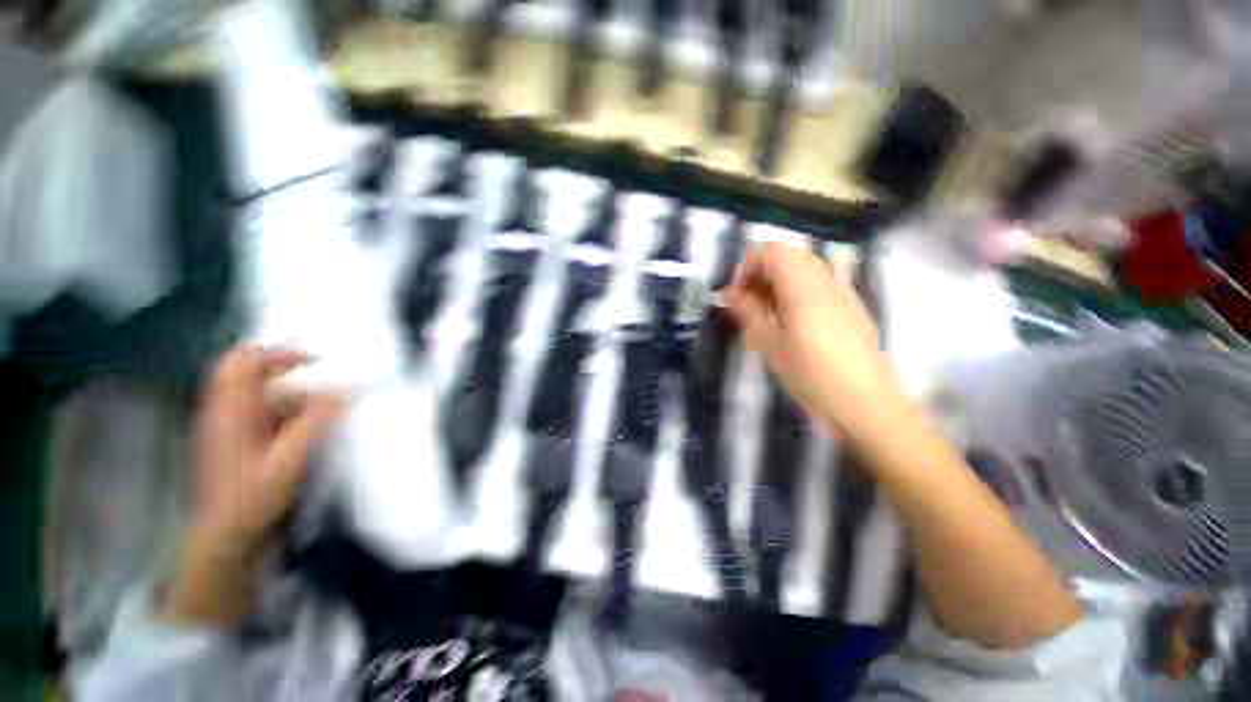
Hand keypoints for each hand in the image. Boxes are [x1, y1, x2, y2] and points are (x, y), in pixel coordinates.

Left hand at [164, 345, 344, 625]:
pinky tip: (308, 420)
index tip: (317, 356)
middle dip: (287, 364)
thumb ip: (315, 422)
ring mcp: (229, 423)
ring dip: (292, 387)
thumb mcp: (287, 461)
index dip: (279, 351)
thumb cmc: (251, 498)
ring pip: (259, 389)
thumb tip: (345, 390)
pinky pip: (263, 408)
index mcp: (229, 411)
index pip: (244, 361)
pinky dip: (288, 405)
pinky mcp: (238, 437)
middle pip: (249, 370)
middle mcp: (224, 410)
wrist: (226, 535)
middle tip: (324, 368)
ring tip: (325, 398)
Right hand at [725, 243, 910, 452]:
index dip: (750, 264)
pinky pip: (820, 278)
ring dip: (781, 278)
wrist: (865, 400)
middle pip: (790, 254)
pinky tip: (795, 317)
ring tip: (771, 309)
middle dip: (765, 271)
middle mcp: (825, 282)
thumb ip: (749, 312)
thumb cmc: (811, 376)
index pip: (773, 252)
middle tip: (753, 300)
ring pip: (805, 265)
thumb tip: (729, 291)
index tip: (741, 291)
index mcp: (803, 292)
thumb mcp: (771, 346)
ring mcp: (842, 290)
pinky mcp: (851, 302)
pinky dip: (799, 286)